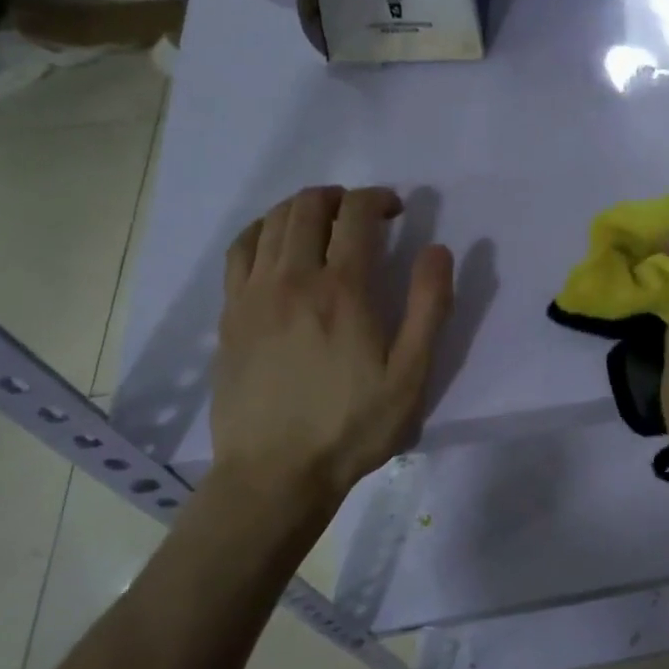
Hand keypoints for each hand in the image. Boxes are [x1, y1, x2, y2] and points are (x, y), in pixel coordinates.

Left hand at [212, 185, 452, 508]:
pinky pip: (240, 250)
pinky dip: (262, 230)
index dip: (378, 199)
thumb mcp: (410, 376)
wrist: (275, 473)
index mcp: (343, 291)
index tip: (396, 209)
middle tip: (363, 213)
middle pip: (309, 207)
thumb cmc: (352, 427)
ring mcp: (254, 294)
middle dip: (341, 196)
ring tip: (324, 220)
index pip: (357, 215)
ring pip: (272, 221)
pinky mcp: (229, 314)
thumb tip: (438, 250)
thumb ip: (428, 307)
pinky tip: (274, 241)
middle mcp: (293, 279)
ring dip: (302, 207)